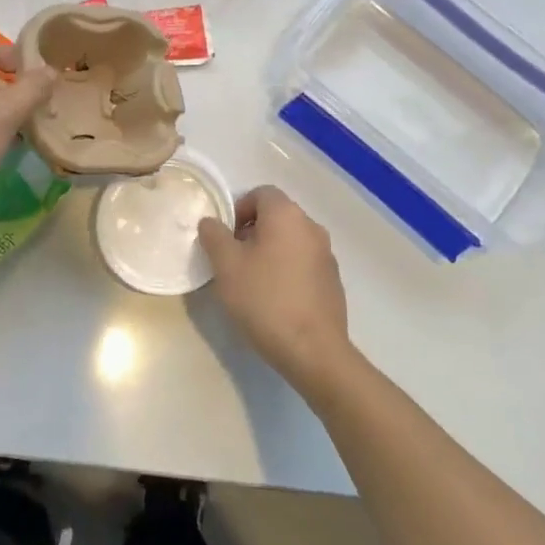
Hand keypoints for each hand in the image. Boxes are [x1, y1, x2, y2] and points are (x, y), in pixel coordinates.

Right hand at [198, 186, 350, 389]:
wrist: (314, 351)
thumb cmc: (265, 299)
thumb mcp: (226, 265)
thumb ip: (214, 236)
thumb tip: (211, 222)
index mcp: (287, 215)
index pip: (260, 193)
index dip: (238, 209)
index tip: (224, 237)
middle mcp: (311, 227)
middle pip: (276, 216)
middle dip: (251, 231)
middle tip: (232, 260)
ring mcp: (327, 255)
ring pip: (290, 240)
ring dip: (269, 251)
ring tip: (251, 281)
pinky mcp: (333, 281)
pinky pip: (303, 263)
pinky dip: (286, 270)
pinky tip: (274, 299)